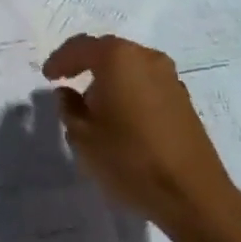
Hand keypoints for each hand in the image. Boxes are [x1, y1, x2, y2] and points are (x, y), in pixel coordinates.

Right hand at [42, 35, 237, 236]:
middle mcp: (146, 57)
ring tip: (94, 104)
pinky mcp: (183, 99)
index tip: (48, 76)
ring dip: (110, 78)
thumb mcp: (83, 136)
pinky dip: (130, 90)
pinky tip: (122, 116)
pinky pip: (147, 83)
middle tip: (67, 81)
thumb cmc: (129, 159)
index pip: (81, 48)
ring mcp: (169, 77)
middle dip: (86, 64)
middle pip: (108, 51)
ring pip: (130, 67)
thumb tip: (67, 93)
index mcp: (118, 58)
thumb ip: (69, 108)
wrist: (192, 193)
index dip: (60, 60)